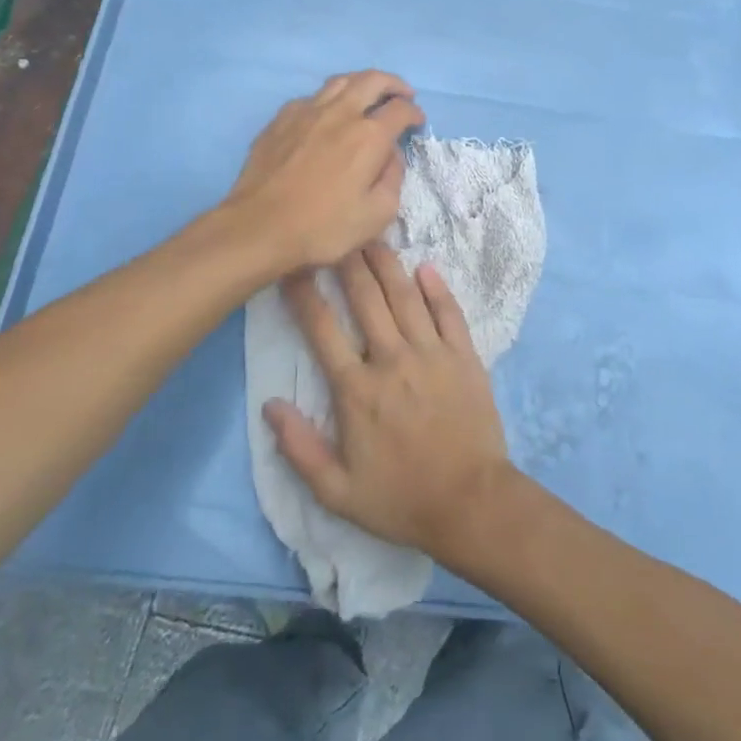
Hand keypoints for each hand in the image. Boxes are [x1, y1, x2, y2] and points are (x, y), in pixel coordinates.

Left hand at [227, 71, 424, 272]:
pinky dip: (329, 100)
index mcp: (369, 136)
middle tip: (402, 94)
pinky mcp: (280, 119)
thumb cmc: (323, 227)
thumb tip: (391, 155)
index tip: (417, 121)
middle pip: (372, 80)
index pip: (401, 109)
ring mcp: (306, 111)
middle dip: (394, 84)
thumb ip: (393, 179)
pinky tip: (327, 116)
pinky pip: (311, 98)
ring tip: (367, 95)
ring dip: (361, 83)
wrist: (259, 227)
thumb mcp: (377, 215)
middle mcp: (340, 113)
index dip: (414, 112)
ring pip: (340, 81)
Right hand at [264, 245, 518, 563]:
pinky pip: (449, 313)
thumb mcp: (337, 491)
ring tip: (372, 238)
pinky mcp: (465, 357)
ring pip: (405, 297)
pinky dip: (437, 288)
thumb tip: (268, 405)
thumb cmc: (400, 499)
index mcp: (357, 390)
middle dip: (347, 264)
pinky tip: (426, 267)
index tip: (291, 270)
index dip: (304, 297)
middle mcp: (392, 360)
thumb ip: (299, 448)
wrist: (471, 504)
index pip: (322, 331)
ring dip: (387, 265)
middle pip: (365, 300)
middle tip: (336, 236)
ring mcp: (432, 354)